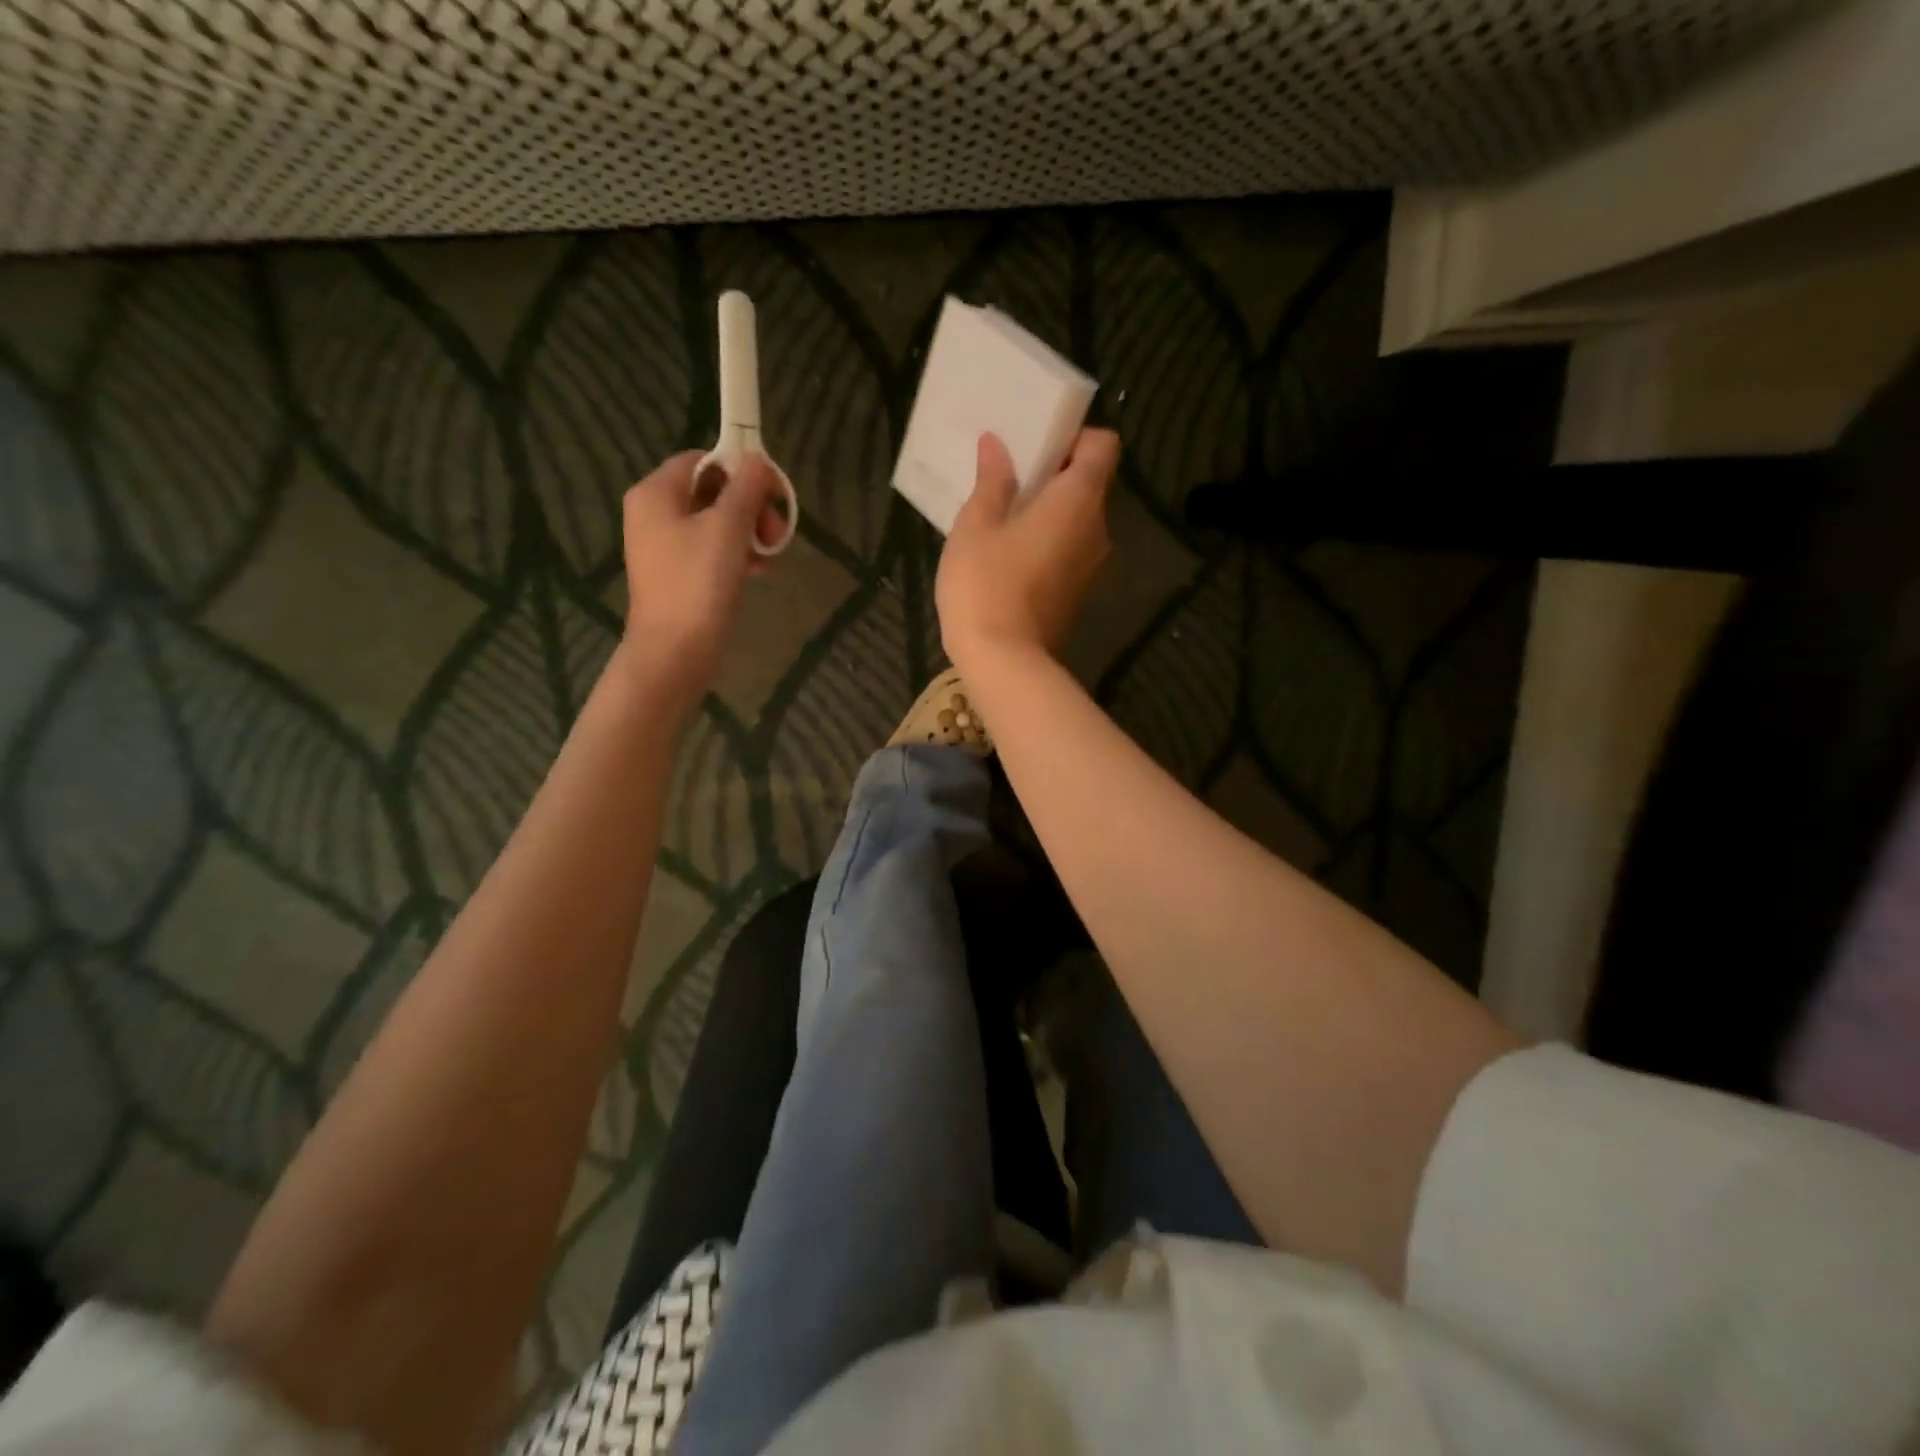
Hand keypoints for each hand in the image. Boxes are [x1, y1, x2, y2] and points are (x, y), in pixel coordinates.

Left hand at [619, 451, 782, 704]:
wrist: (675, 652)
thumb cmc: (698, 583)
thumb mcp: (728, 527)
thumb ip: (746, 488)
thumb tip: (757, 460)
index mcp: (656, 492)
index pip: (703, 460)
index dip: (742, 470)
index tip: (774, 495)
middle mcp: (653, 513)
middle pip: (712, 492)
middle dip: (751, 507)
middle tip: (777, 531)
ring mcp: (663, 547)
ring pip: (716, 523)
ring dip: (750, 533)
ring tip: (772, 555)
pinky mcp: (677, 575)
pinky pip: (711, 551)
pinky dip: (737, 555)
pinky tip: (760, 572)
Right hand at [937, 429, 1119, 670]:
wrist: (1003, 662)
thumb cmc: (986, 585)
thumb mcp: (976, 526)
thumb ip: (992, 481)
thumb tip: (997, 444)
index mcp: (1078, 501)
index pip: (1103, 446)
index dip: (1076, 437)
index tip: (1038, 446)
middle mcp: (1097, 529)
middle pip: (1090, 483)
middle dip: (1055, 474)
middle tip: (1011, 478)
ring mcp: (1091, 566)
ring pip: (1078, 521)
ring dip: (1050, 511)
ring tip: (1005, 517)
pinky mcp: (1078, 594)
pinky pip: (1069, 550)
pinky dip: (1049, 542)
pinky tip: (1010, 554)